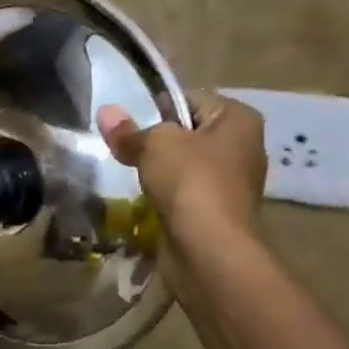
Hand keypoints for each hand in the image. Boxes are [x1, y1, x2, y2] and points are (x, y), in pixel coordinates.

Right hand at [98, 91, 266, 244]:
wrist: (208, 249)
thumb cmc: (190, 182)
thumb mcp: (154, 145)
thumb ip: (129, 131)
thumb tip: (105, 112)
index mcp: (238, 119)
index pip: (192, 99)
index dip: (158, 107)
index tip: (129, 123)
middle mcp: (242, 147)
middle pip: (188, 133)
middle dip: (156, 141)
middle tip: (124, 148)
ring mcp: (231, 183)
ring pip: (184, 166)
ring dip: (158, 171)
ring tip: (129, 173)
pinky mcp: (216, 213)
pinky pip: (183, 194)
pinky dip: (164, 197)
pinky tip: (143, 200)